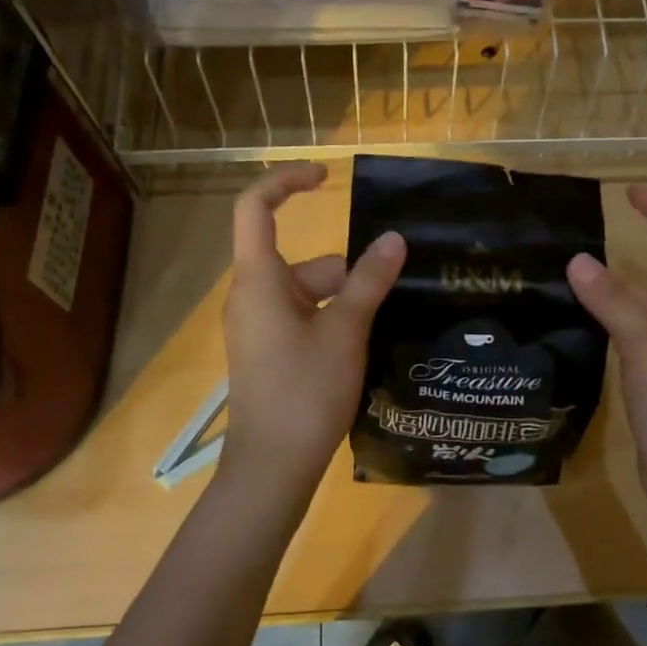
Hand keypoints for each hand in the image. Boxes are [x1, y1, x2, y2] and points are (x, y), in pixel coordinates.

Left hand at [221, 163, 405, 493]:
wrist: (272, 468)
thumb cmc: (305, 392)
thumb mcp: (346, 331)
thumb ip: (369, 281)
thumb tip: (394, 239)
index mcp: (259, 280)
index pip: (255, 208)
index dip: (286, 182)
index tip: (326, 178)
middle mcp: (252, 296)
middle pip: (303, 260)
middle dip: (348, 273)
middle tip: (391, 295)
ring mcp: (258, 326)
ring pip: (309, 293)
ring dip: (346, 302)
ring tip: (383, 329)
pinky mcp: (268, 352)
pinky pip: (304, 318)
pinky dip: (334, 322)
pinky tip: (364, 348)